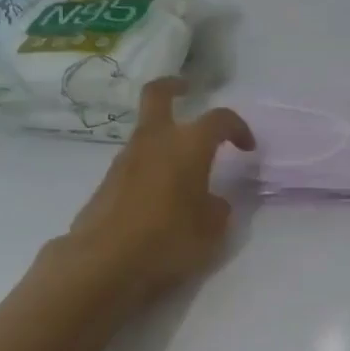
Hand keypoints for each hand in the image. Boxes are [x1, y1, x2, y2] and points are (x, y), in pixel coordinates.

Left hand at [53, 77, 255, 307]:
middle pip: (159, 95)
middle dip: (174, 86)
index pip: (220, 120)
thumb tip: (213, 202)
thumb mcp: (210, 232)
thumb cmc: (167, 241)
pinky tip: (160, 195)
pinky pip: (135, 161)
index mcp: (188, 145)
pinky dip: (150, 165)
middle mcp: (155, 141)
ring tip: (182, 166)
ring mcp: (125, 159)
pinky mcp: (107, 182)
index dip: (238, 128)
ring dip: (164, 136)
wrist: (102, 264)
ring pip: (146, 131)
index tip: (247, 147)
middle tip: (188, 89)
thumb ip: (217, 209)